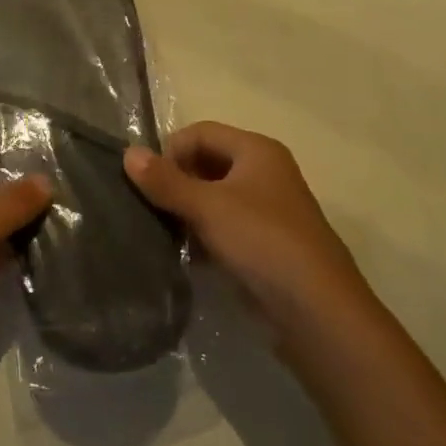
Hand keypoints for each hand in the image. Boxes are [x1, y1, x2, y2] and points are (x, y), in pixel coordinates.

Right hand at [124, 122, 369, 336]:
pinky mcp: (263, 244)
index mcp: (257, 150)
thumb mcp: (207, 207)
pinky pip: (223, 226)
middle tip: (152, 208)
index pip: (200, 132)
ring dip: (186, 210)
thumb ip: (164, 180)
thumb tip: (127, 153)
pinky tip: (186, 254)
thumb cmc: (262, 242)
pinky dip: (202, 235)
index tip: (149, 183)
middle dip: (176, 181)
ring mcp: (266, 210)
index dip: (171, 151)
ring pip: (213, 197)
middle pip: (206, 162)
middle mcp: (264, 173)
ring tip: (164, 232)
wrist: (317, 313)